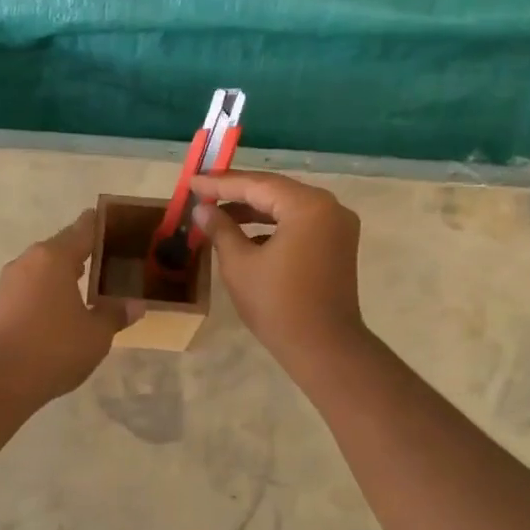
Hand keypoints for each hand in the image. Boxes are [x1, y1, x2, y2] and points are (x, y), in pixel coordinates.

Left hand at [0, 211, 137, 400]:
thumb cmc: (53, 348)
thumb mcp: (96, 334)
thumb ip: (115, 314)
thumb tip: (135, 304)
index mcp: (54, 257)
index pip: (83, 229)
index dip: (102, 224)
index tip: (118, 223)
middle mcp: (29, 260)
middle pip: (62, 247)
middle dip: (85, 252)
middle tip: (112, 260)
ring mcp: (9, 282)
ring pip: (45, 268)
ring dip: (65, 273)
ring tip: (91, 284)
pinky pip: (32, 287)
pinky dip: (49, 291)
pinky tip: (63, 308)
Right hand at [190, 172, 365, 363]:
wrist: (323, 348)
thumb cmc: (277, 304)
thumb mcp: (239, 264)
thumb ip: (220, 229)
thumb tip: (202, 209)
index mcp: (308, 206)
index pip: (257, 185)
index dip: (220, 184)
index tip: (192, 182)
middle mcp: (329, 207)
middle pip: (275, 191)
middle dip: (237, 193)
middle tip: (202, 192)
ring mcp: (337, 226)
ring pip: (287, 207)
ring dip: (254, 210)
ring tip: (218, 214)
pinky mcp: (337, 245)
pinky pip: (300, 224)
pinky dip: (272, 226)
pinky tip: (245, 234)